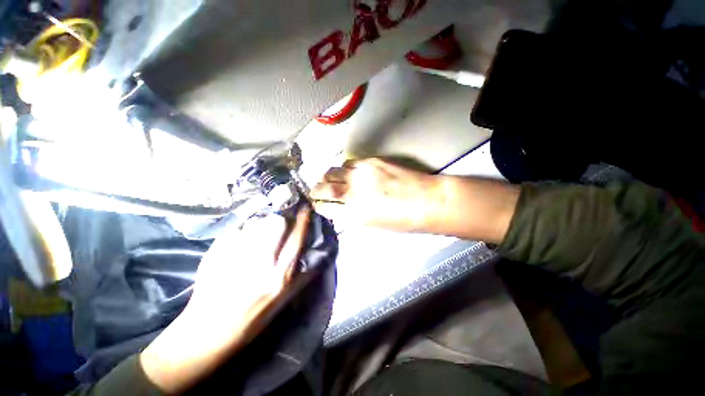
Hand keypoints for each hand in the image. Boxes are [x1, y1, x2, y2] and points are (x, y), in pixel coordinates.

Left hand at [140, 207, 310, 393]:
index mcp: (280, 276)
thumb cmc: (252, 318)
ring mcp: (237, 256)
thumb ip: (301, 276)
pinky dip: (241, 233)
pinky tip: (237, 246)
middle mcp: (261, 263)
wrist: (208, 332)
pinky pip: (236, 231)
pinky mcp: (216, 253)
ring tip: (256, 238)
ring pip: (256, 223)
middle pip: (276, 223)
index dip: (303, 221)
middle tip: (277, 226)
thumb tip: (312, 253)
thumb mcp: (283, 300)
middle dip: (280, 220)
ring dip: (260, 225)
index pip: (297, 238)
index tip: (306, 209)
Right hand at [311, 158, 442, 231]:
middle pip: (322, 187)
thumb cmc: (403, 220)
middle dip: (315, 189)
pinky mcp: (370, 161)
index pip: (325, 207)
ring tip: (330, 179)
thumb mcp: (373, 224)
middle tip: (316, 190)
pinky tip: (349, 172)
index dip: (318, 205)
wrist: (426, 201)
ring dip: (328, 176)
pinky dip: (344, 168)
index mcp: (353, 214)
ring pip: (332, 171)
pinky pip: (349, 162)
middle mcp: (353, 193)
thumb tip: (340, 208)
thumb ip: (352, 214)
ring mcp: (360, 174)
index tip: (317, 203)